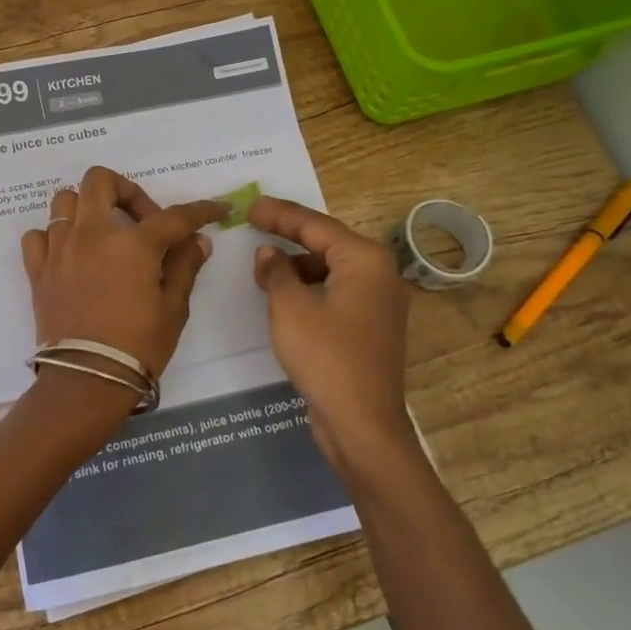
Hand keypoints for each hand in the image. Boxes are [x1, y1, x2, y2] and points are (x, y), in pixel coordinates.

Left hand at [21, 167, 225, 385]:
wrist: (87, 381)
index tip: (217, 209)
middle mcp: (92, 234)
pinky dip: (53, 237)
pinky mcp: (38, 270)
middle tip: (142, 220)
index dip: (201, 210)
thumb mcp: (173, 308)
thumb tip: (197, 241)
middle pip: (100, 181)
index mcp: (133, 244)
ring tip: (104, 234)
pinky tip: (70, 255)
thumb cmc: (138, 346)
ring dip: (87, 208)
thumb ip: (184, 267)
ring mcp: (60, 249)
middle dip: (126, 190)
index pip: (174, 216)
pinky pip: (38, 236)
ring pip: (65, 201)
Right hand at [250, 197, 416, 480]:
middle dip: (290, 234)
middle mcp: (379, 274)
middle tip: (255, 223)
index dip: (280, 214)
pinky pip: (336, 291)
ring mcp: (378, 302)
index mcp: (365, 260)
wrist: (362, 423)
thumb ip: (277, 272)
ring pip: (331, 268)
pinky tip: (285, 295)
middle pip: (328, 243)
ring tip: (264, 265)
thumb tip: (269, 254)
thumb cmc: (326, 356)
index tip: (251, 206)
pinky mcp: (370, 327)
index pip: (316, 224)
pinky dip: (310, 287)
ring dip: (298, 264)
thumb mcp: (290, 308)